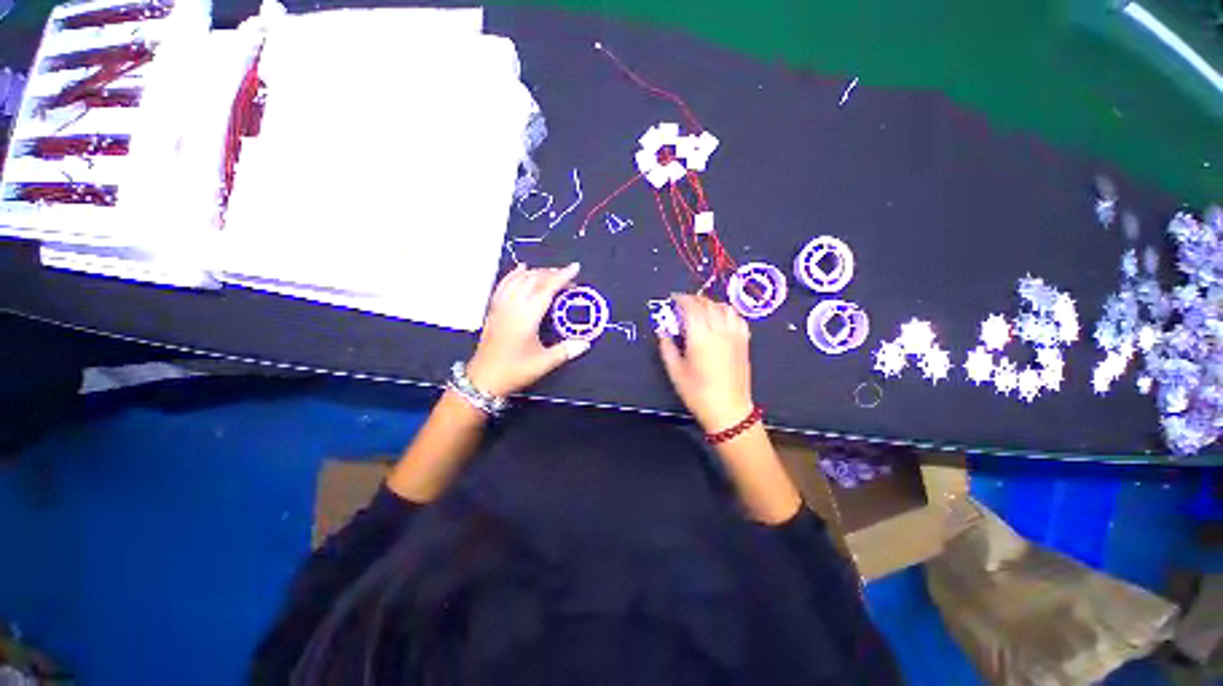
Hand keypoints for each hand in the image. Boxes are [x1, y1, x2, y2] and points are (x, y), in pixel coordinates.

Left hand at [466, 263, 588, 396]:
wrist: (483, 379)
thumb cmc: (514, 370)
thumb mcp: (543, 363)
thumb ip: (566, 351)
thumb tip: (585, 344)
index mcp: (527, 316)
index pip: (547, 288)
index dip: (562, 277)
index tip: (575, 268)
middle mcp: (513, 306)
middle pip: (534, 280)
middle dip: (552, 273)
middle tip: (569, 276)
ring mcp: (501, 306)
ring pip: (519, 279)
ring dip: (536, 272)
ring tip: (551, 273)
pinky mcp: (494, 310)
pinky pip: (504, 284)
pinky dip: (514, 274)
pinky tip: (521, 269)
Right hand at [658, 294, 754, 432]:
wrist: (728, 410)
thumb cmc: (698, 393)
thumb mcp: (675, 371)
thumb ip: (667, 347)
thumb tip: (662, 331)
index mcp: (700, 336)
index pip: (691, 307)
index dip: (681, 299)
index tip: (673, 298)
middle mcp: (719, 330)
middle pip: (707, 304)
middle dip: (694, 300)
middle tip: (683, 304)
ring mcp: (734, 335)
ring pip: (724, 307)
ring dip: (710, 303)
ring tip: (701, 309)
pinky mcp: (744, 342)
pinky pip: (737, 318)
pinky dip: (727, 312)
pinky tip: (721, 317)